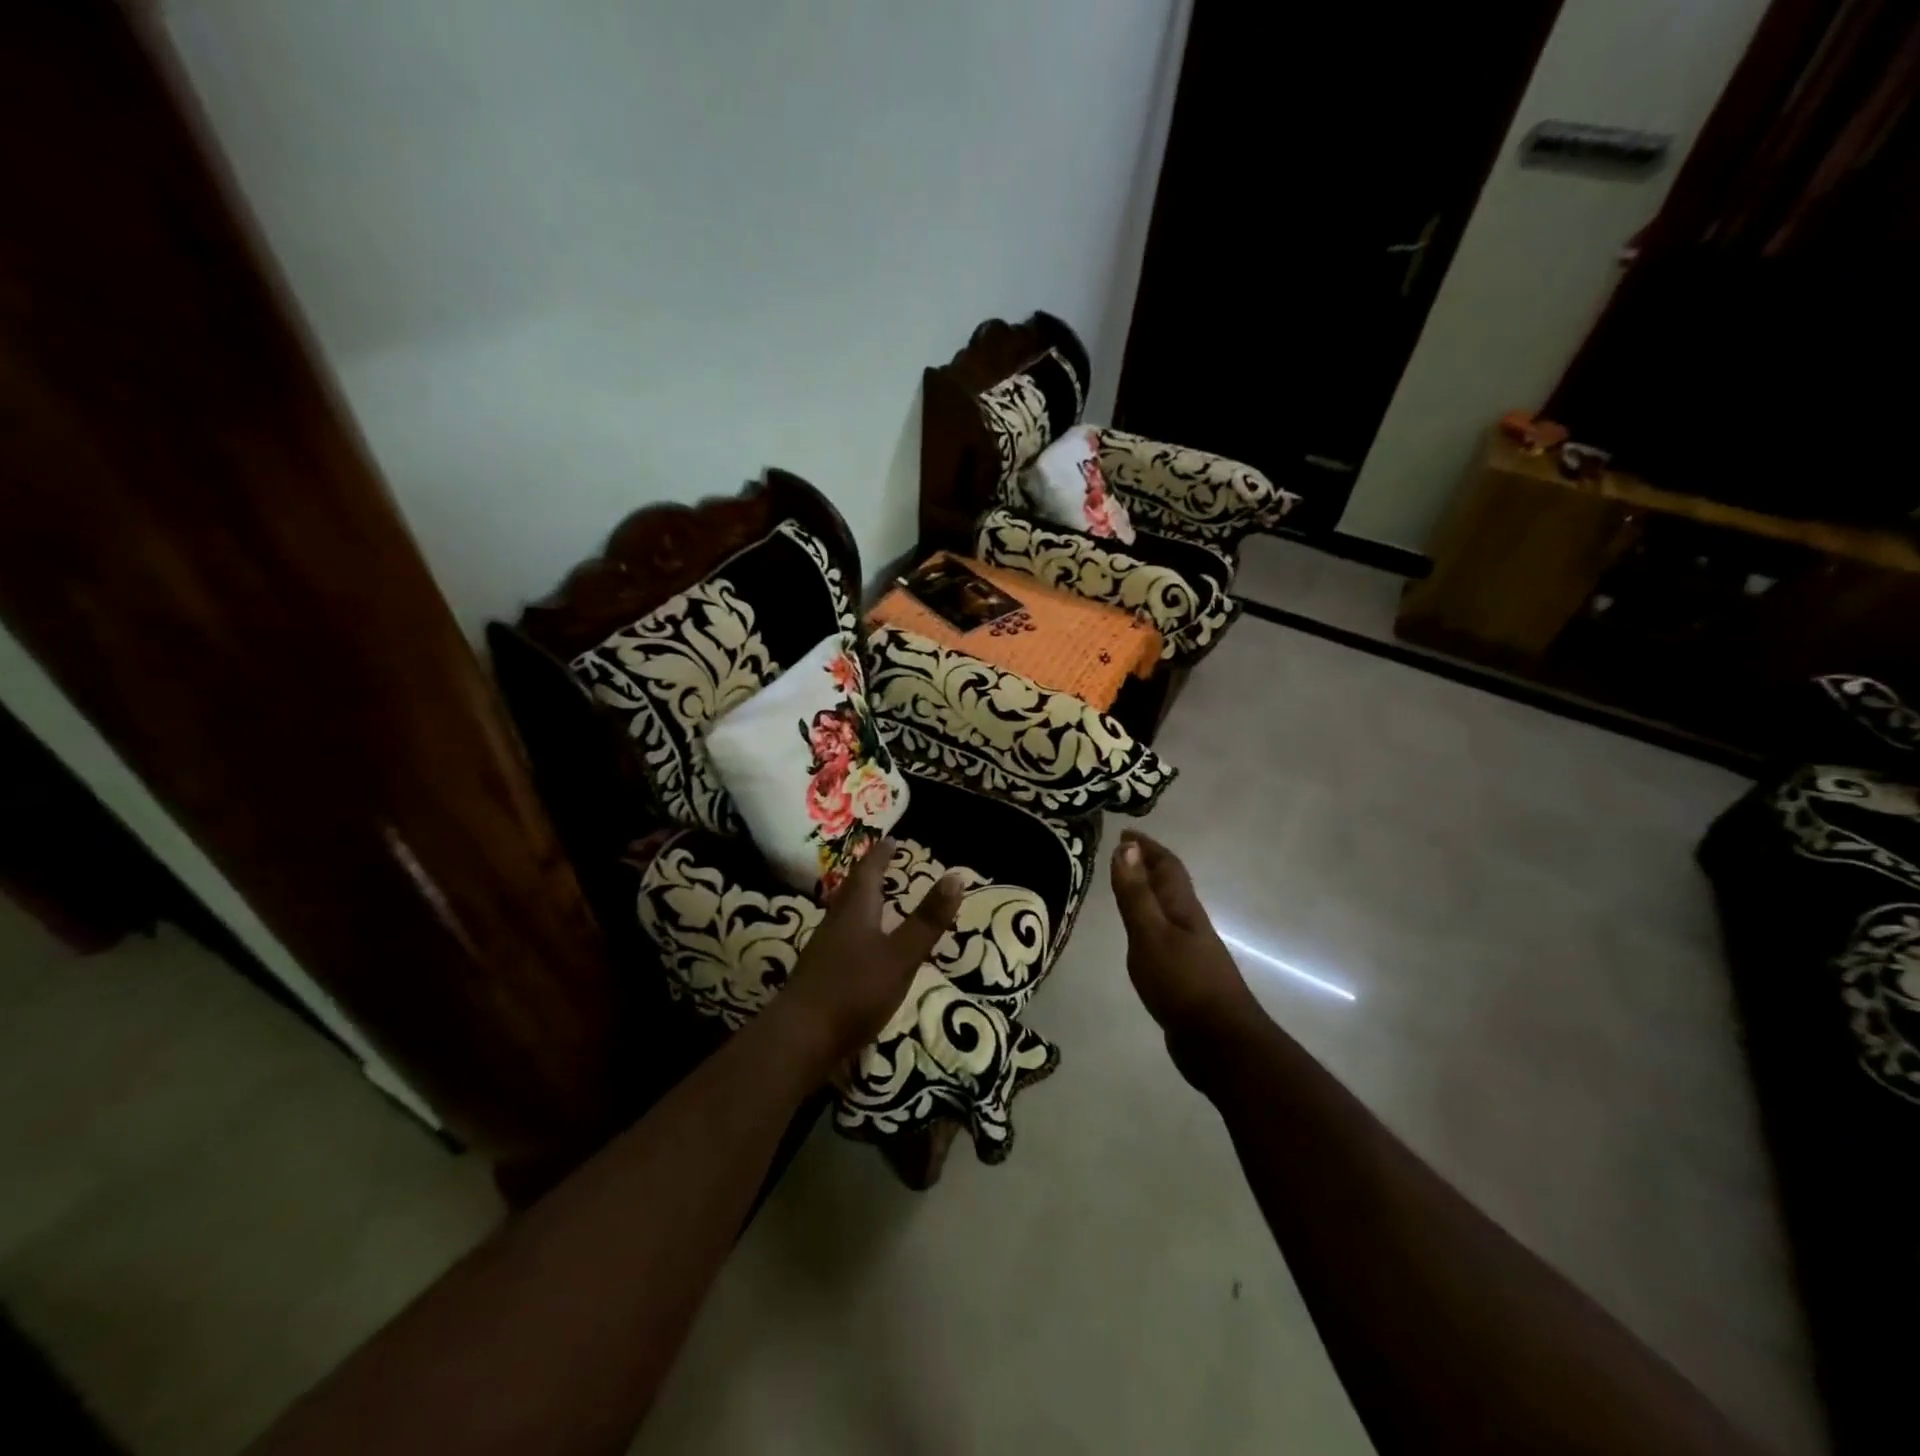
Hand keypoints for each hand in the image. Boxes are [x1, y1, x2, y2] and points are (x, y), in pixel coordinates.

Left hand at [777, 837, 963, 1070]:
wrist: (799, 1038)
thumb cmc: (855, 991)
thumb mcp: (901, 956)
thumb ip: (927, 920)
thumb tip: (956, 876)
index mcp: (856, 911)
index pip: (868, 872)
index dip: (881, 855)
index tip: (891, 839)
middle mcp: (835, 922)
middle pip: (851, 890)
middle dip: (868, 874)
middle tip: (882, 862)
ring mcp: (823, 950)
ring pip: (843, 913)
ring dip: (859, 900)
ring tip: (873, 898)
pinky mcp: (818, 975)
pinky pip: (839, 938)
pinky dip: (854, 929)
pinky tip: (859, 946)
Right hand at [1109, 830, 1261, 1067]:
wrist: (1220, 1044)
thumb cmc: (1182, 983)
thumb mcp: (1150, 934)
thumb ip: (1136, 894)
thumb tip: (1125, 847)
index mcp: (1182, 909)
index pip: (1166, 866)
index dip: (1147, 848)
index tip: (1126, 833)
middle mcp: (1189, 924)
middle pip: (1170, 885)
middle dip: (1148, 866)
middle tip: (1122, 855)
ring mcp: (1190, 951)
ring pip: (1167, 911)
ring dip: (1149, 894)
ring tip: (1126, 889)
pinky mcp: (1185, 976)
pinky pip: (1163, 936)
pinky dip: (1148, 924)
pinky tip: (1139, 937)